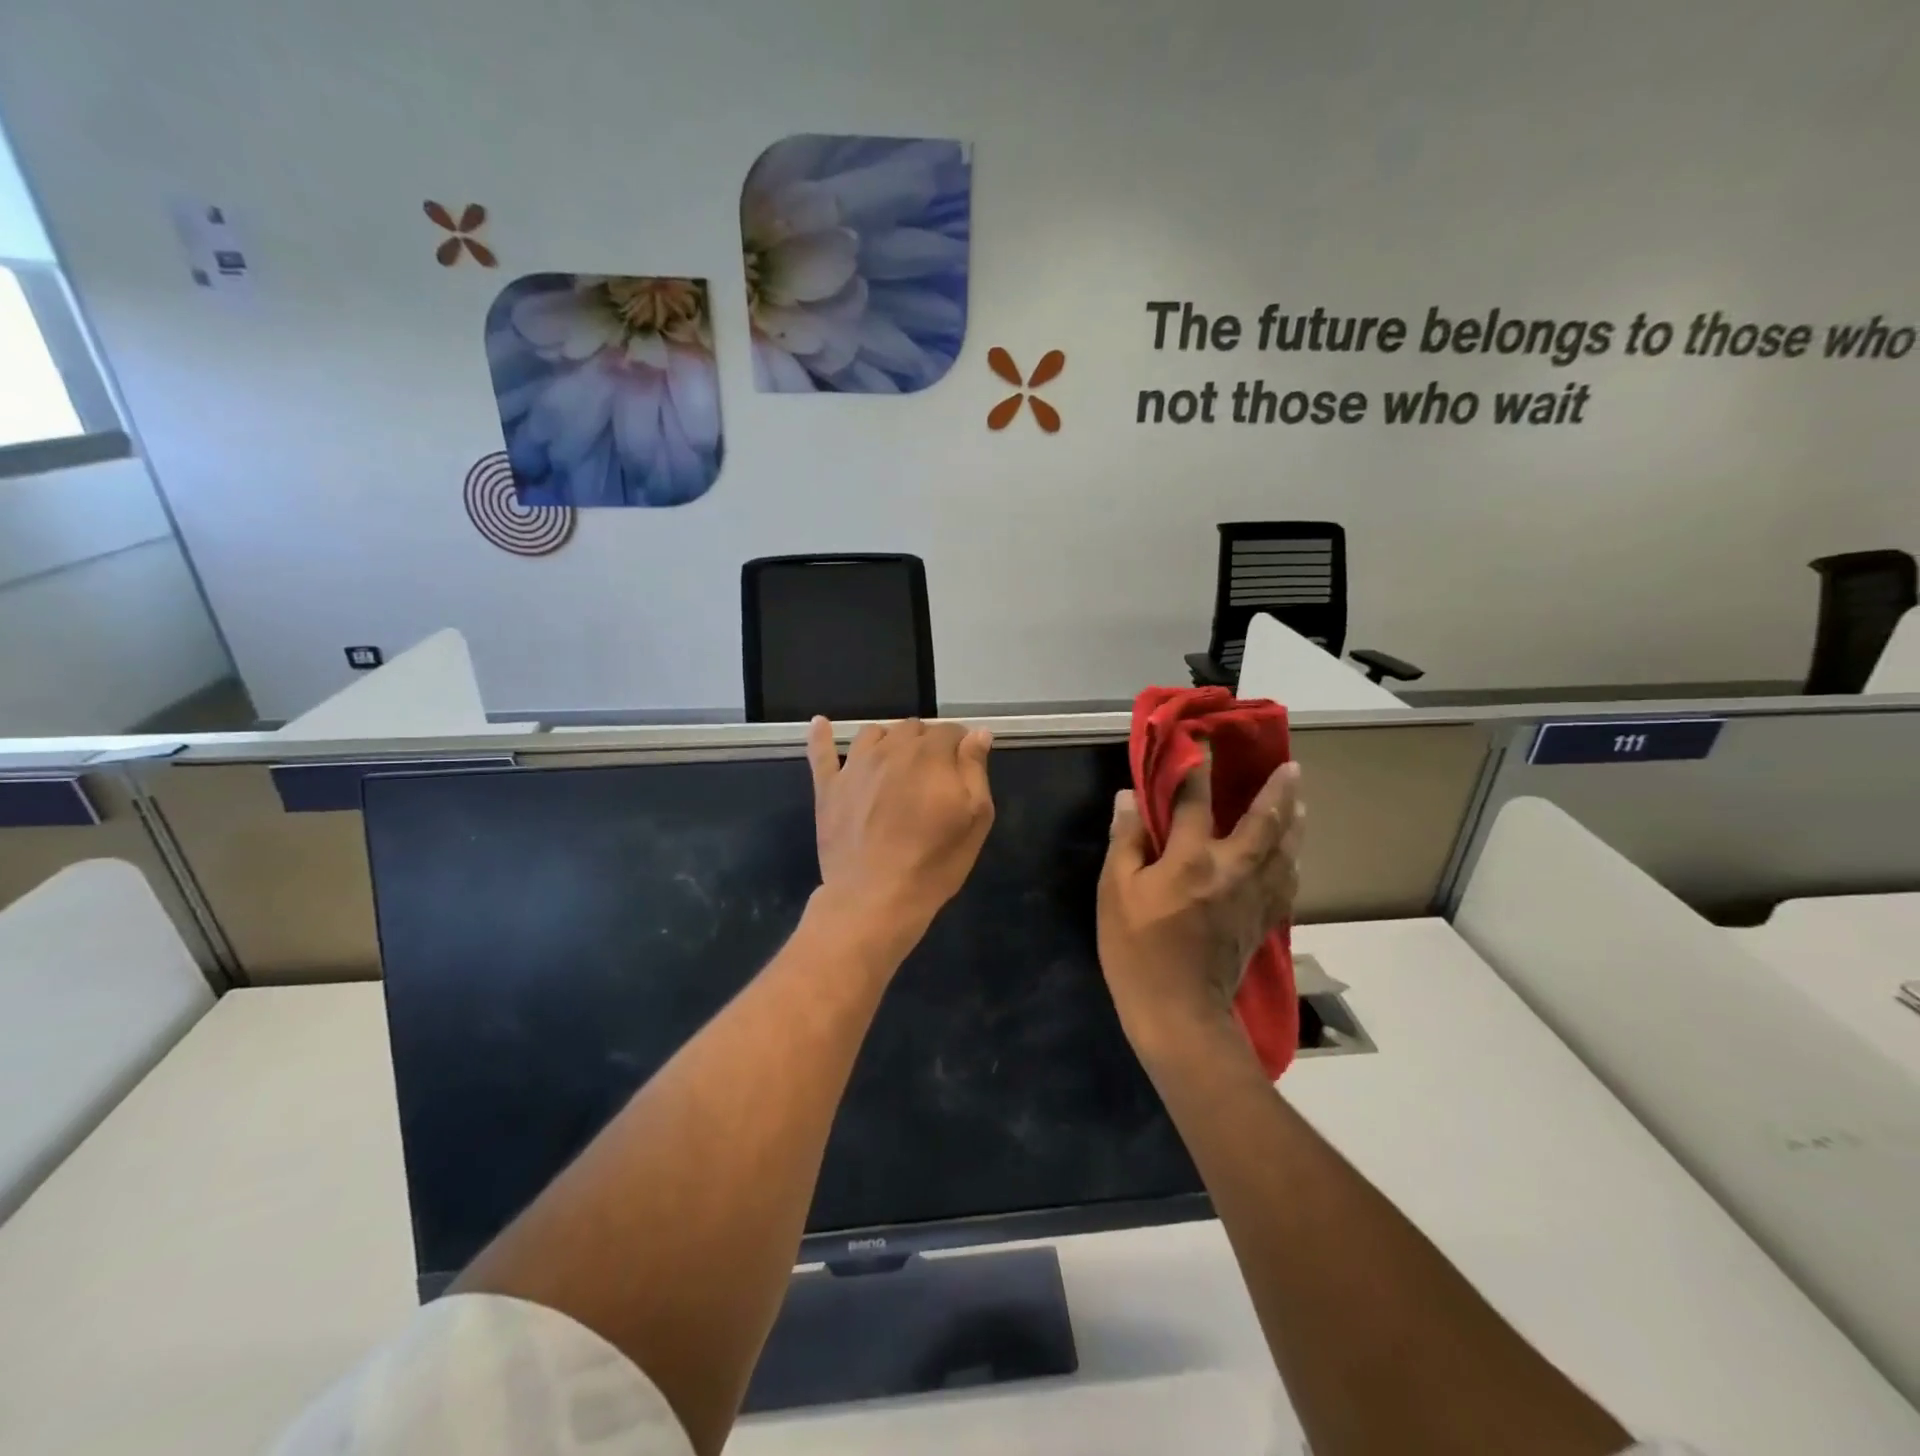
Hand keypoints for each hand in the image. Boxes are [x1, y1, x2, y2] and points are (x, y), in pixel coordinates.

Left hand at [806, 716, 995, 945]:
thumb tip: (977, 734)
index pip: (950, 731)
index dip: (960, 746)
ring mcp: (855, 766)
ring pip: (873, 733)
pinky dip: (822, 735)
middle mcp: (891, 749)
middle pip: (912, 729)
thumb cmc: (933, 862)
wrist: (875, 897)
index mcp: (930, 755)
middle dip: (926, 743)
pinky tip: (822, 725)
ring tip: (896, 762)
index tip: (963, 766)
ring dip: (889, 741)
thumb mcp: (975, 819)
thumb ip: (975, 770)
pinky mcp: (828, 787)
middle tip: (933, 775)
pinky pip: (822, 752)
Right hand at [1097, 759, 1301, 1046]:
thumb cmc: (1138, 950)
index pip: (1196, 802)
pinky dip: (1292, 864)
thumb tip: (1129, 798)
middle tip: (1291, 767)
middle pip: (1265, 823)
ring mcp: (1254, 898)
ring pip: (1286, 852)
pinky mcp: (1262, 923)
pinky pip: (1287, 885)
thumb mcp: (1115, 892)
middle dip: (1278, 792)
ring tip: (1300, 804)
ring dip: (1294, 823)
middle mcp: (1232, 871)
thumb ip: (1126, 841)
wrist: (1178, 1014)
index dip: (1197, 769)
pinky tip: (1292, 860)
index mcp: (1192, 860)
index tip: (1202, 743)